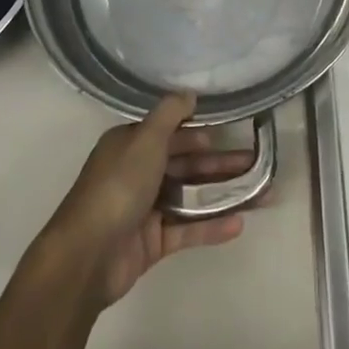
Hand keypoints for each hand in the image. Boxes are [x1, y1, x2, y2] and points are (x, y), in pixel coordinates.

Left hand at [42, 93, 251, 308]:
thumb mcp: (145, 139)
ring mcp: (146, 209)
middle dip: (220, 164)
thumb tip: (190, 93)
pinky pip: (187, 229)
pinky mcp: (153, 242)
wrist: (87, 256)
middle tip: (255, 163)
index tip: (231, 132)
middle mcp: (138, 173)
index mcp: (130, 146)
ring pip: (191, 197)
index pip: (171, 133)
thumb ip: (170, 114)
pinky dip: (211, 226)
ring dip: (223, 194)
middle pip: (185, 164)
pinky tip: (239, 224)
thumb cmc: (118, 187)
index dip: (200, 132)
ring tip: (261, 194)